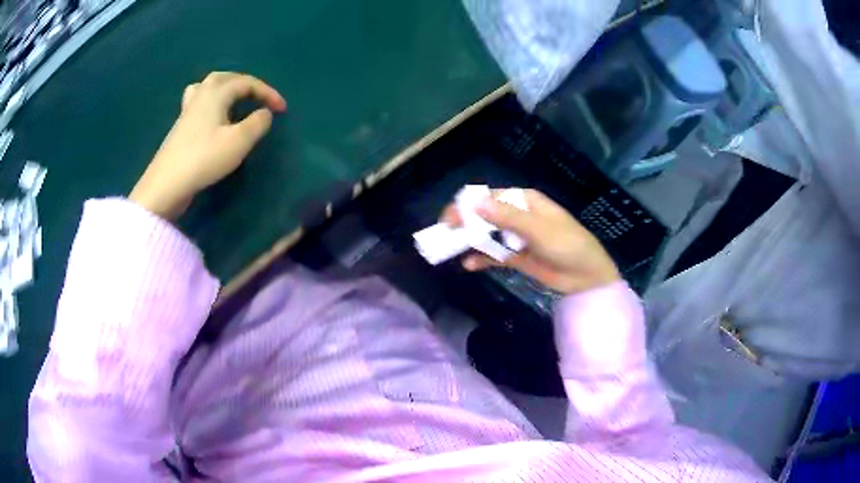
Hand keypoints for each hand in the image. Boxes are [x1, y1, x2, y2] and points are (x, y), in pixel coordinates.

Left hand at [129, 72, 286, 219]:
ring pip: (208, 87)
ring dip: (225, 88)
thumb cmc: (204, 158)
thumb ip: (258, 123)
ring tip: (234, 99)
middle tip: (258, 97)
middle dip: (246, 84)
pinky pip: (198, 101)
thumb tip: (264, 113)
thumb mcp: (239, 141)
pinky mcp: (180, 126)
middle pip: (225, 77)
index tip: (282, 109)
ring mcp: (187, 110)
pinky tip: (212, 115)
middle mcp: (201, 95)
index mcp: (217, 93)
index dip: (267, 93)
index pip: (247, 83)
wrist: (167, 183)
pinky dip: (210, 101)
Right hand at [441, 189, 619, 294]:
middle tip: (446, 234)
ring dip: (470, 240)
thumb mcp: (539, 230)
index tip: (451, 218)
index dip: (468, 205)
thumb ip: (507, 217)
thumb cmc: (567, 245)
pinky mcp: (516, 256)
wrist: (586, 276)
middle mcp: (517, 216)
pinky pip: (494, 255)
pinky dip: (481, 258)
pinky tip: (469, 264)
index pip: (490, 197)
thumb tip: (475, 203)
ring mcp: (516, 237)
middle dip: (465, 223)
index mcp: (524, 201)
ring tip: (450, 249)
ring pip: (487, 235)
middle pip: (485, 215)